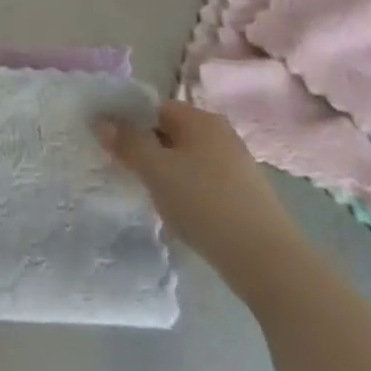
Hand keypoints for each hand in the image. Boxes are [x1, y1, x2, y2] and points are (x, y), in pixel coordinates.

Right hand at [98, 101, 305, 297]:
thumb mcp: (156, 170)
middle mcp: (221, 134)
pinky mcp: (246, 196)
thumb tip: (102, 121)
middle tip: (128, 174)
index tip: (113, 147)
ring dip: (168, 175)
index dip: (131, 123)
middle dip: (148, 151)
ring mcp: (237, 165)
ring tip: (153, 198)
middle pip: (171, 133)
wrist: (268, 262)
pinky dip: (189, 193)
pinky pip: (205, 183)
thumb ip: (127, 142)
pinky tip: (182, 216)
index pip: (155, 108)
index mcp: (201, 119)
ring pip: (188, 160)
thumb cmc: (205, 204)